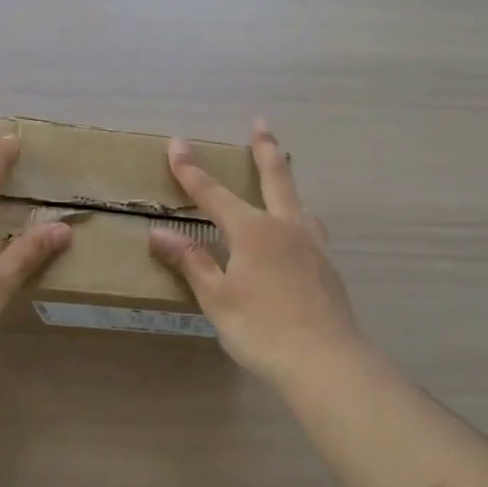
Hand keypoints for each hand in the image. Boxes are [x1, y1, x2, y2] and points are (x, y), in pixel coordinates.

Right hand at [148, 120, 367, 388]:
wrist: (327, 363)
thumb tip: (159, 233)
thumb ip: (191, 262)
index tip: (177, 143)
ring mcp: (312, 245)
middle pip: (275, 178)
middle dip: (264, 149)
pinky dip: (300, 215)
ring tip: (284, 170)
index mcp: (253, 231)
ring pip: (299, 201)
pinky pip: (311, 227)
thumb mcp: (217, 298)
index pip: (213, 193)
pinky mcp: (328, 267)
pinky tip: (301, 230)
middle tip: (261, 124)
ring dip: (288, 180)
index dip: (191, 169)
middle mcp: (285, 227)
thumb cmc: (262, 329)